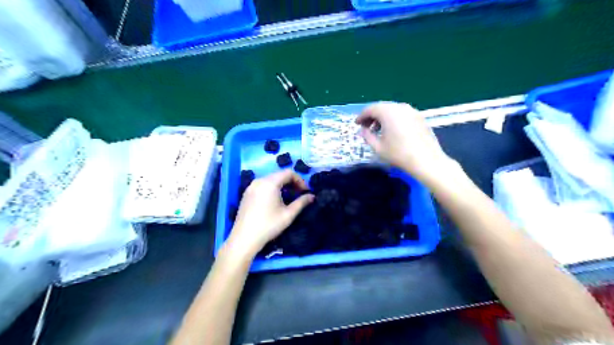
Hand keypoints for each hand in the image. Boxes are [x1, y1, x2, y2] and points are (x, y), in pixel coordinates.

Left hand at [224, 170, 313, 258]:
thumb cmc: (269, 225)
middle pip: (279, 175)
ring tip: (288, 198)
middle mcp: (259, 180)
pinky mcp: (247, 194)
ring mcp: (251, 187)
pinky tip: (275, 201)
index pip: (288, 173)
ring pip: (271, 180)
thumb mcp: (288, 214)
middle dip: (292, 182)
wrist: (244, 238)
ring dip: (282, 185)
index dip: (300, 180)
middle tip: (299, 195)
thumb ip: (302, 202)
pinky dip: (272, 188)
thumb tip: (312, 196)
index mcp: (270, 183)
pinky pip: (263, 185)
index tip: (305, 192)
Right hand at [358, 102, 452, 180]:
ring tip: (378, 130)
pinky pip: (402, 114)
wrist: (426, 160)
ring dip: (382, 117)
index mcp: (388, 112)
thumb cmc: (399, 154)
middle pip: (381, 107)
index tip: (356, 124)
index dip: (361, 116)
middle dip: (372, 116)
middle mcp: (400, 107)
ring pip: (392, 109)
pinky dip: (393, 119)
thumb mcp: (377, 147)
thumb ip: (367, 136)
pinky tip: (392, 131)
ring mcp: (412, 111)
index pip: (370, 109)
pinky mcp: (419, 117)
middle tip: (365, 127)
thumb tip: (363, 130)